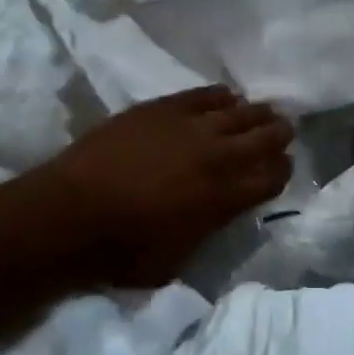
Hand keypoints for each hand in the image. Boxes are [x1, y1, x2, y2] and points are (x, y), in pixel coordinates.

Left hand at [47, 86, 293, 286]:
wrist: (70, 213)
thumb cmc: (122, 249)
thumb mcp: (178, 260)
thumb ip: (208, 230)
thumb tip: (219, 213)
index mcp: (226, 198)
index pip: (273, 177)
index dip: (283, 171)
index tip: (281, 168)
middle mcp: (219, 156)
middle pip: (266, 137)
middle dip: (280, 135)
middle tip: (283, 133)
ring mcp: (192, 126)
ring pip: (241, 111)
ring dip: (257, 114)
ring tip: (262, 113)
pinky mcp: (165, 108)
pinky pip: (205, 94)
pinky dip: (222, 96)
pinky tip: (227, 98)